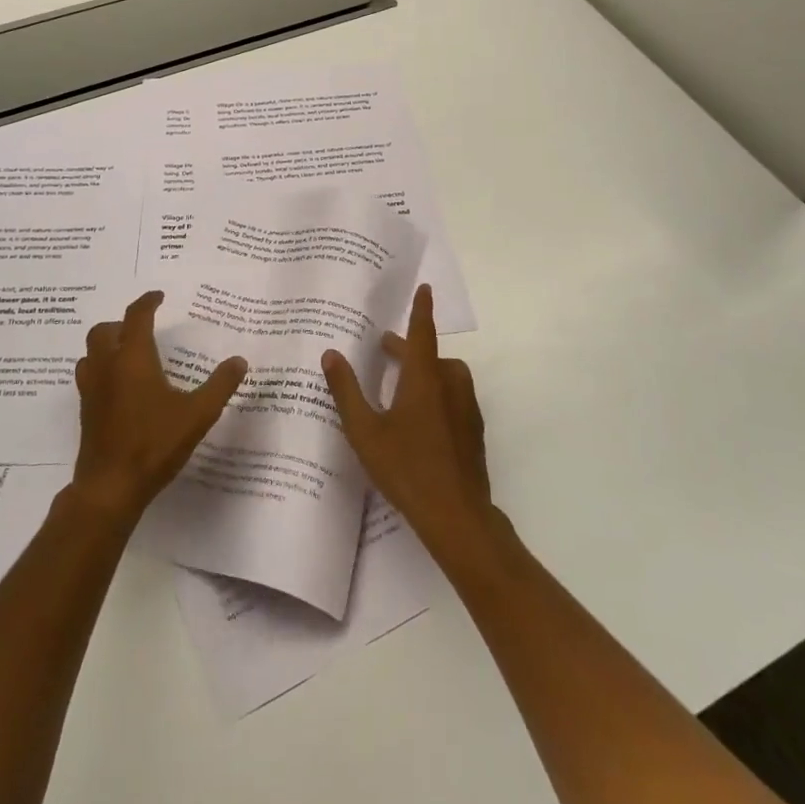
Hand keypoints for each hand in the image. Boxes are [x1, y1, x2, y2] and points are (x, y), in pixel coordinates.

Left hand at [71, 291, 246, 520]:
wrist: (110, 487)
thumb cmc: (154, 444)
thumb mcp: (198, 414)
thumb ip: (220, 385)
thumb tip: (239, 360)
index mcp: (133, 359)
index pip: (137, 317)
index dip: (147, 302)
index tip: (159, 297)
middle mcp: (107, 367)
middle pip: (104, 331)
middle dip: (122, 323)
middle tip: (143, 329)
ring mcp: (92, 390)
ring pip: (90, 353)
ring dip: (106, 345)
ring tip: (128, 354)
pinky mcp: (86, 412)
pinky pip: (89, 376)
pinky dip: (101, 369)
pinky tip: (120, 388)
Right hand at [321, 284, 497, 553]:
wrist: (457, 515)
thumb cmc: (406, 467)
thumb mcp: (365, 430)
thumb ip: (346, 391)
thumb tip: (331, 354)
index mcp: (424, 379)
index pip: (423, 333)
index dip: (422, 309)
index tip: (425, 288)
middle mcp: (450, 386)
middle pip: (431, 355)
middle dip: (409, 348)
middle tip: (385, 350)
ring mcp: (466, 410)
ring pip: (446, 376)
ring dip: (425, 371)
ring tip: (399, 386)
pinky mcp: (474, 432)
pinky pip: (454, 398)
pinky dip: (437, 393)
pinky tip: (419, 419)